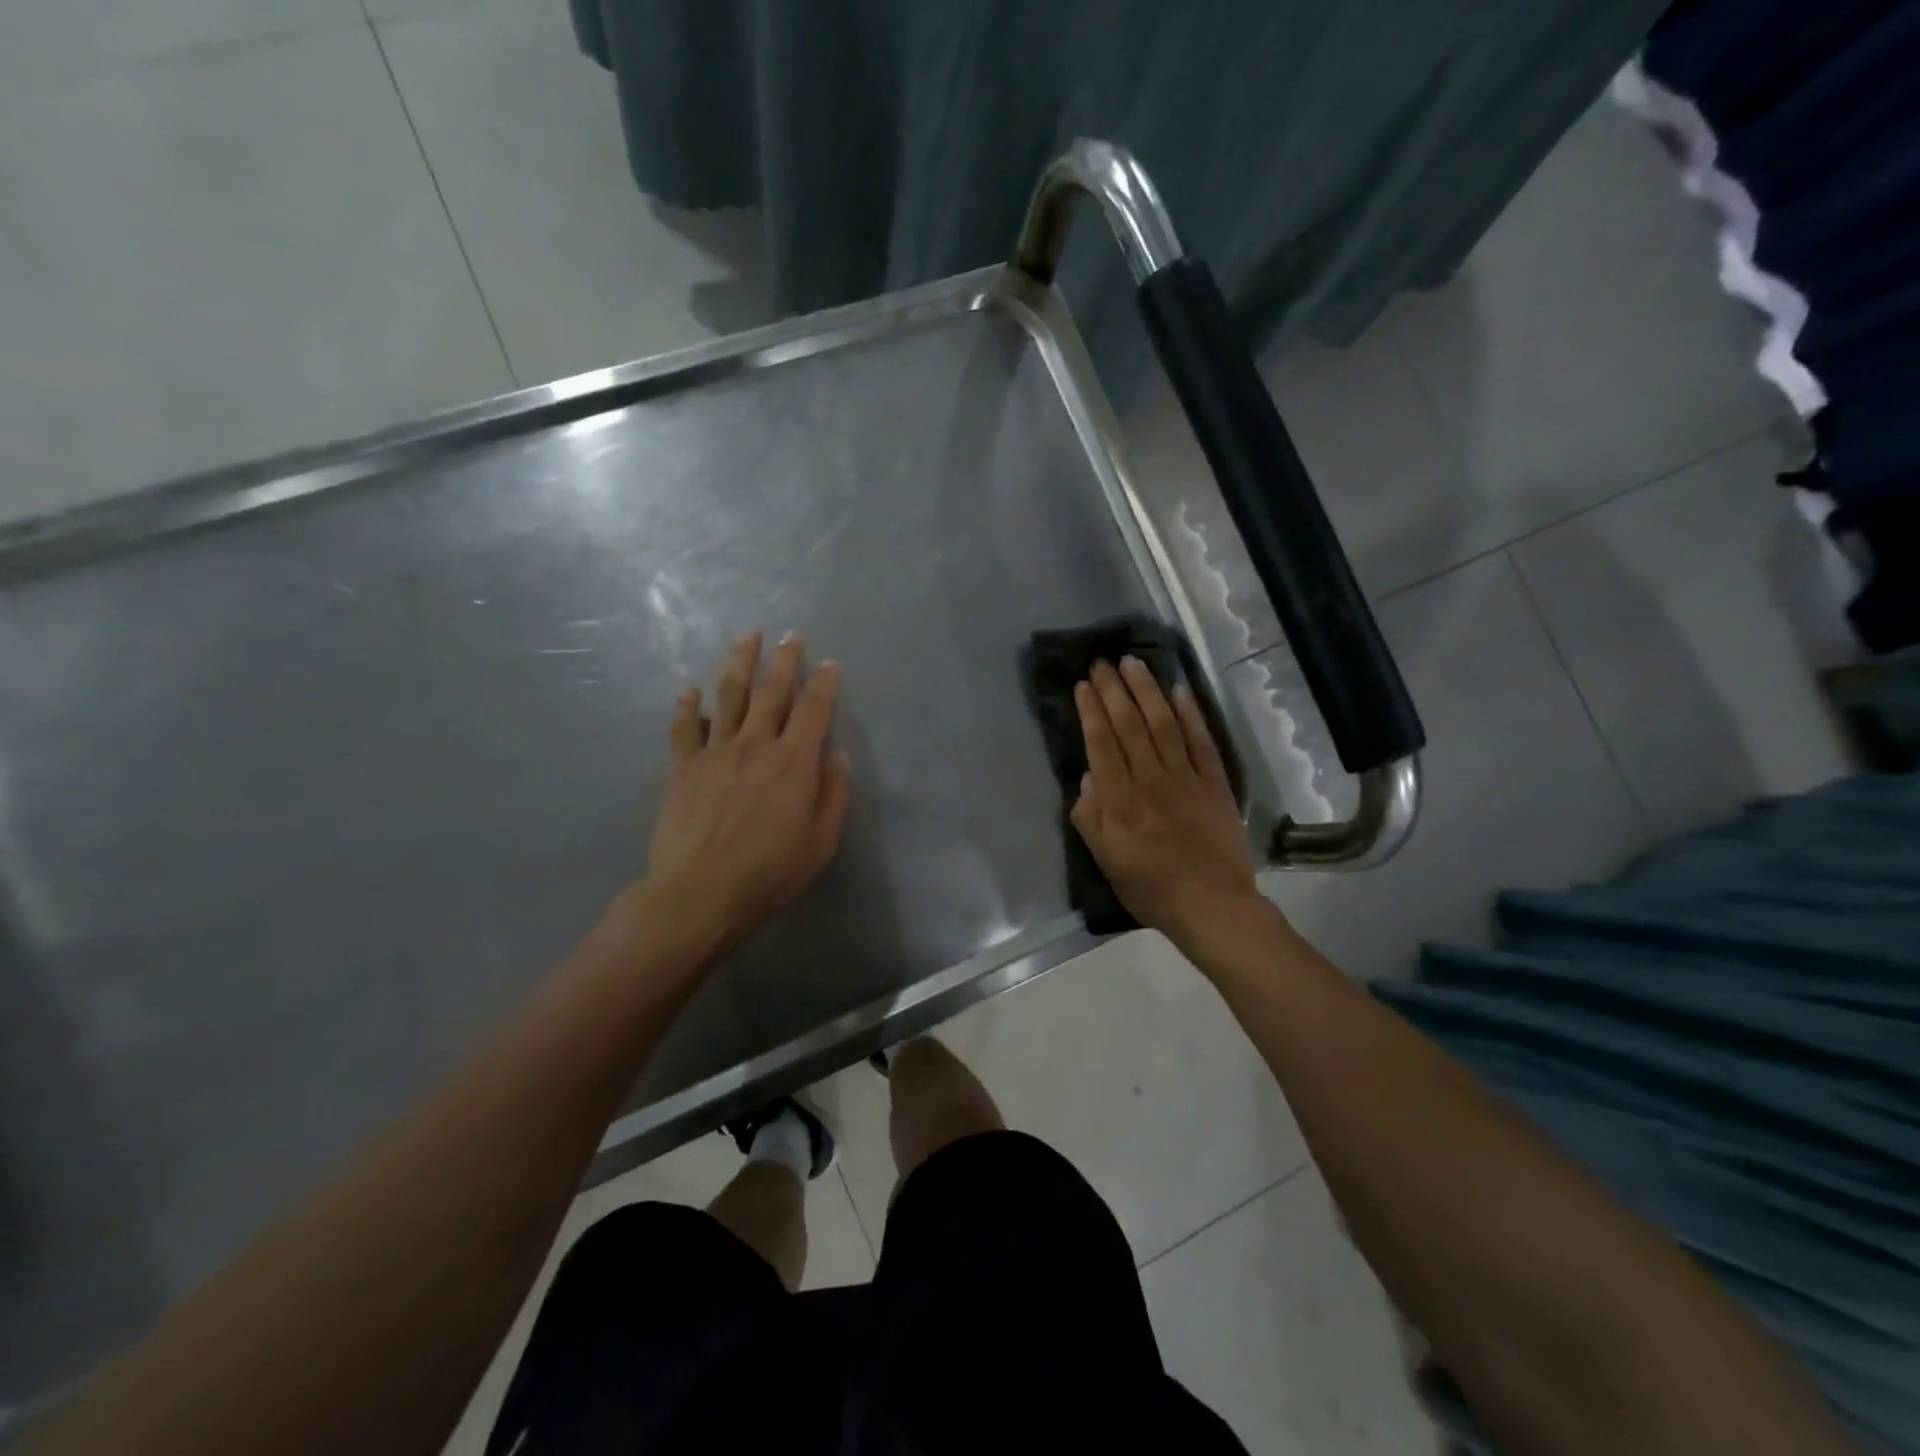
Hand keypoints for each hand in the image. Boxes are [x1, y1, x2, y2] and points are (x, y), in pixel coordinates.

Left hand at [639, 630, 851, 961]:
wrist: (699, 894)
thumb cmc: (769, 872)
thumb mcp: (820, 842)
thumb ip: (833, 794)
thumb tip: (838, 756)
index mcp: (794, 762)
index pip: (814, 709)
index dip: (824, 683)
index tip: (830, 663)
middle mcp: (756, 745)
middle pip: (771, 691)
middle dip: (785, 660)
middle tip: (791, 635)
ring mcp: (715, 752)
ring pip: (729, 695)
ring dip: (739, 663)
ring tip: (747, 638)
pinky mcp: (683, 767)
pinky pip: (685, 727)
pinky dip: (689, 706)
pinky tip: (690, 690)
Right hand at [1071, 657, 1259, 940]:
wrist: (1213, 907)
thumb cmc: (1152, 890)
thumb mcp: (1106, 862)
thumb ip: (1090, 819)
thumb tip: (1088, 776)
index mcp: (1120, 803)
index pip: (1102, 745)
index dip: (1091, 711)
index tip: (1083, 684)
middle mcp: (1151, 781)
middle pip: (1130, 726)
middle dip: (1114, 690)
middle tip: (1102, 662)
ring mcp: (1186, 779)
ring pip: (1163, 724)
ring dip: (1147, 690)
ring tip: (1133, 663)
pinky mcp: (1215, 783)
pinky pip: (1202, 741)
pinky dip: (1190, 714)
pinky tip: (1179, 690)